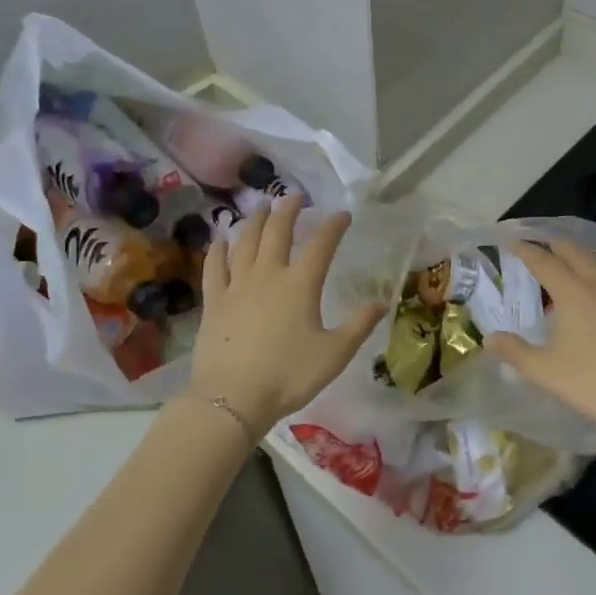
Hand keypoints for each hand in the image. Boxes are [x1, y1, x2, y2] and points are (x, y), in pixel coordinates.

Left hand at [187, 198, 385, 436]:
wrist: (232, 398)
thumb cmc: (288, 376)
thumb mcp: (334, 354)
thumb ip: (359, 326)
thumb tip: (381, 303)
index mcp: (300, 285)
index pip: (321, 245)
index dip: (333, 226)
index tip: (343, 215)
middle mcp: (268, 275)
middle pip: (277, 232)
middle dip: (288, 210)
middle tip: (294, 197)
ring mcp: (237, 286)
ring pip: (244, 242)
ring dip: (254, 220)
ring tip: (261, 207)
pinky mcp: (214, 301)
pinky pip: (214, 267)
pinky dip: (218, 250)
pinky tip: (220, 240)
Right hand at [486, 240, 595, 430]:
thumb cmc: (590, 384)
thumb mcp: (543, 371)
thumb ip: (514, 352)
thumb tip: (490, 339)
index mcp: (573, 294)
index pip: (544, 262)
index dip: (527, 250)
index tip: (513, 242)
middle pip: (578, 254)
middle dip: (558, 246)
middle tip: (544, 245)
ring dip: (591, 257)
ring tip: (582, 261)